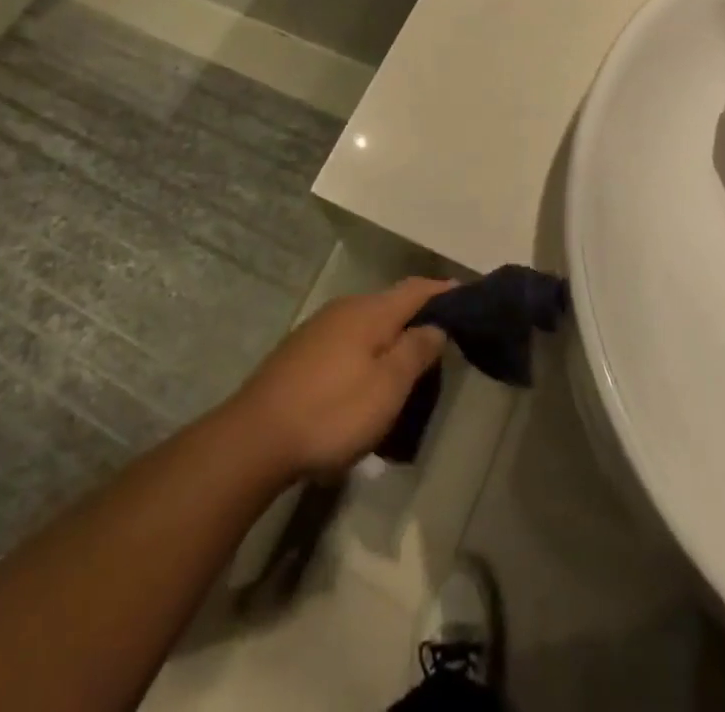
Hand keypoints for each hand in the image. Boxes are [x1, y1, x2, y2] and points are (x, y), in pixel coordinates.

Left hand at [224, 278, 453, 480]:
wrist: (256, 436)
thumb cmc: (332, 412)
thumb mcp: (386, 387)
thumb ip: (415, 351)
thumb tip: (436, 325)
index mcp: (370, 312)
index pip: (416, 289)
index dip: (443, 290)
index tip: (468, 294)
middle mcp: (345, 309)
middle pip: (391, 305)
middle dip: (418, 318)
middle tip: (445, 343)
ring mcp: (320, 328)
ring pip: (368, 325)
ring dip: (392, 340)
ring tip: (411, 368)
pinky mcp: (302, 351)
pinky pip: (349, 342)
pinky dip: (369, 353)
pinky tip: (369, 381)